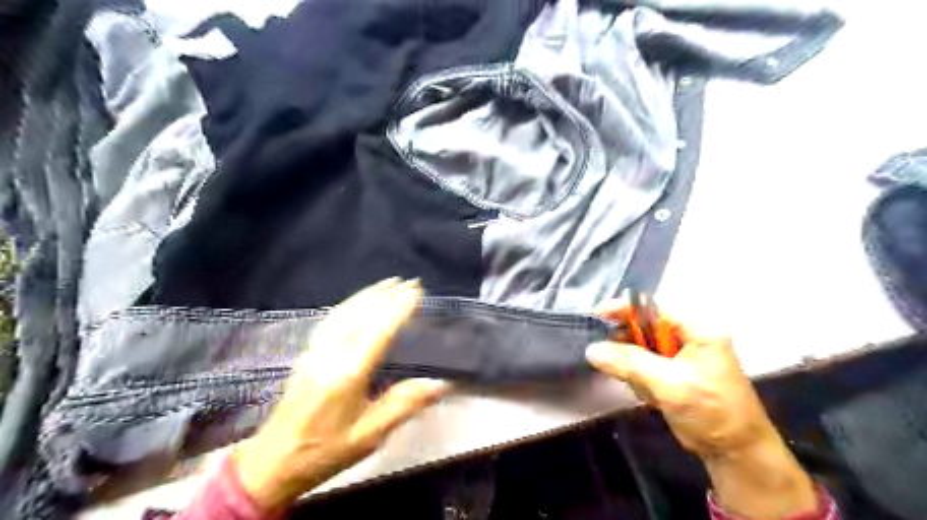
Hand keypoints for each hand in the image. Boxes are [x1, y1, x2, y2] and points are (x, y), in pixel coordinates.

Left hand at [232, 279, 448, 512]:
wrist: (272, 463)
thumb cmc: (325, 451)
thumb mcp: (370, 436)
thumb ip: (404, 404)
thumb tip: (440, 382)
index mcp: (347, 374)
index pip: (378, 331)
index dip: (398, 308)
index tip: (416, 291)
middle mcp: (329, 355)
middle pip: (360, 314)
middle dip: (386, 295)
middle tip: (409, 282)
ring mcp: (314, 351)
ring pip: (343, 312)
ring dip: (367, 294)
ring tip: (388, 283)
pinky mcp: (306, 354)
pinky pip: (330, 319)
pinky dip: (349, 304)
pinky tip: (357, 301)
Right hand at [586, 298, 815, 519]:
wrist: (735, 452)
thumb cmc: (711, 411)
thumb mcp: (670, 384)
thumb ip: (629, 363)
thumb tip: (591, 349)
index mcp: (696, 328)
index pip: (652, 307)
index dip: (623, 308)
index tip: (595, 317)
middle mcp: (687, 335)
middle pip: (642, 326)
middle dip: (627, 345)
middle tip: (610, 359)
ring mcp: (678, 354)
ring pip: (638, 347)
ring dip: (633, 367)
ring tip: (646, 390)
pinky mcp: (671, 371)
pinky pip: (642, 365)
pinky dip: (639, 379)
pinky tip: (652, 396)